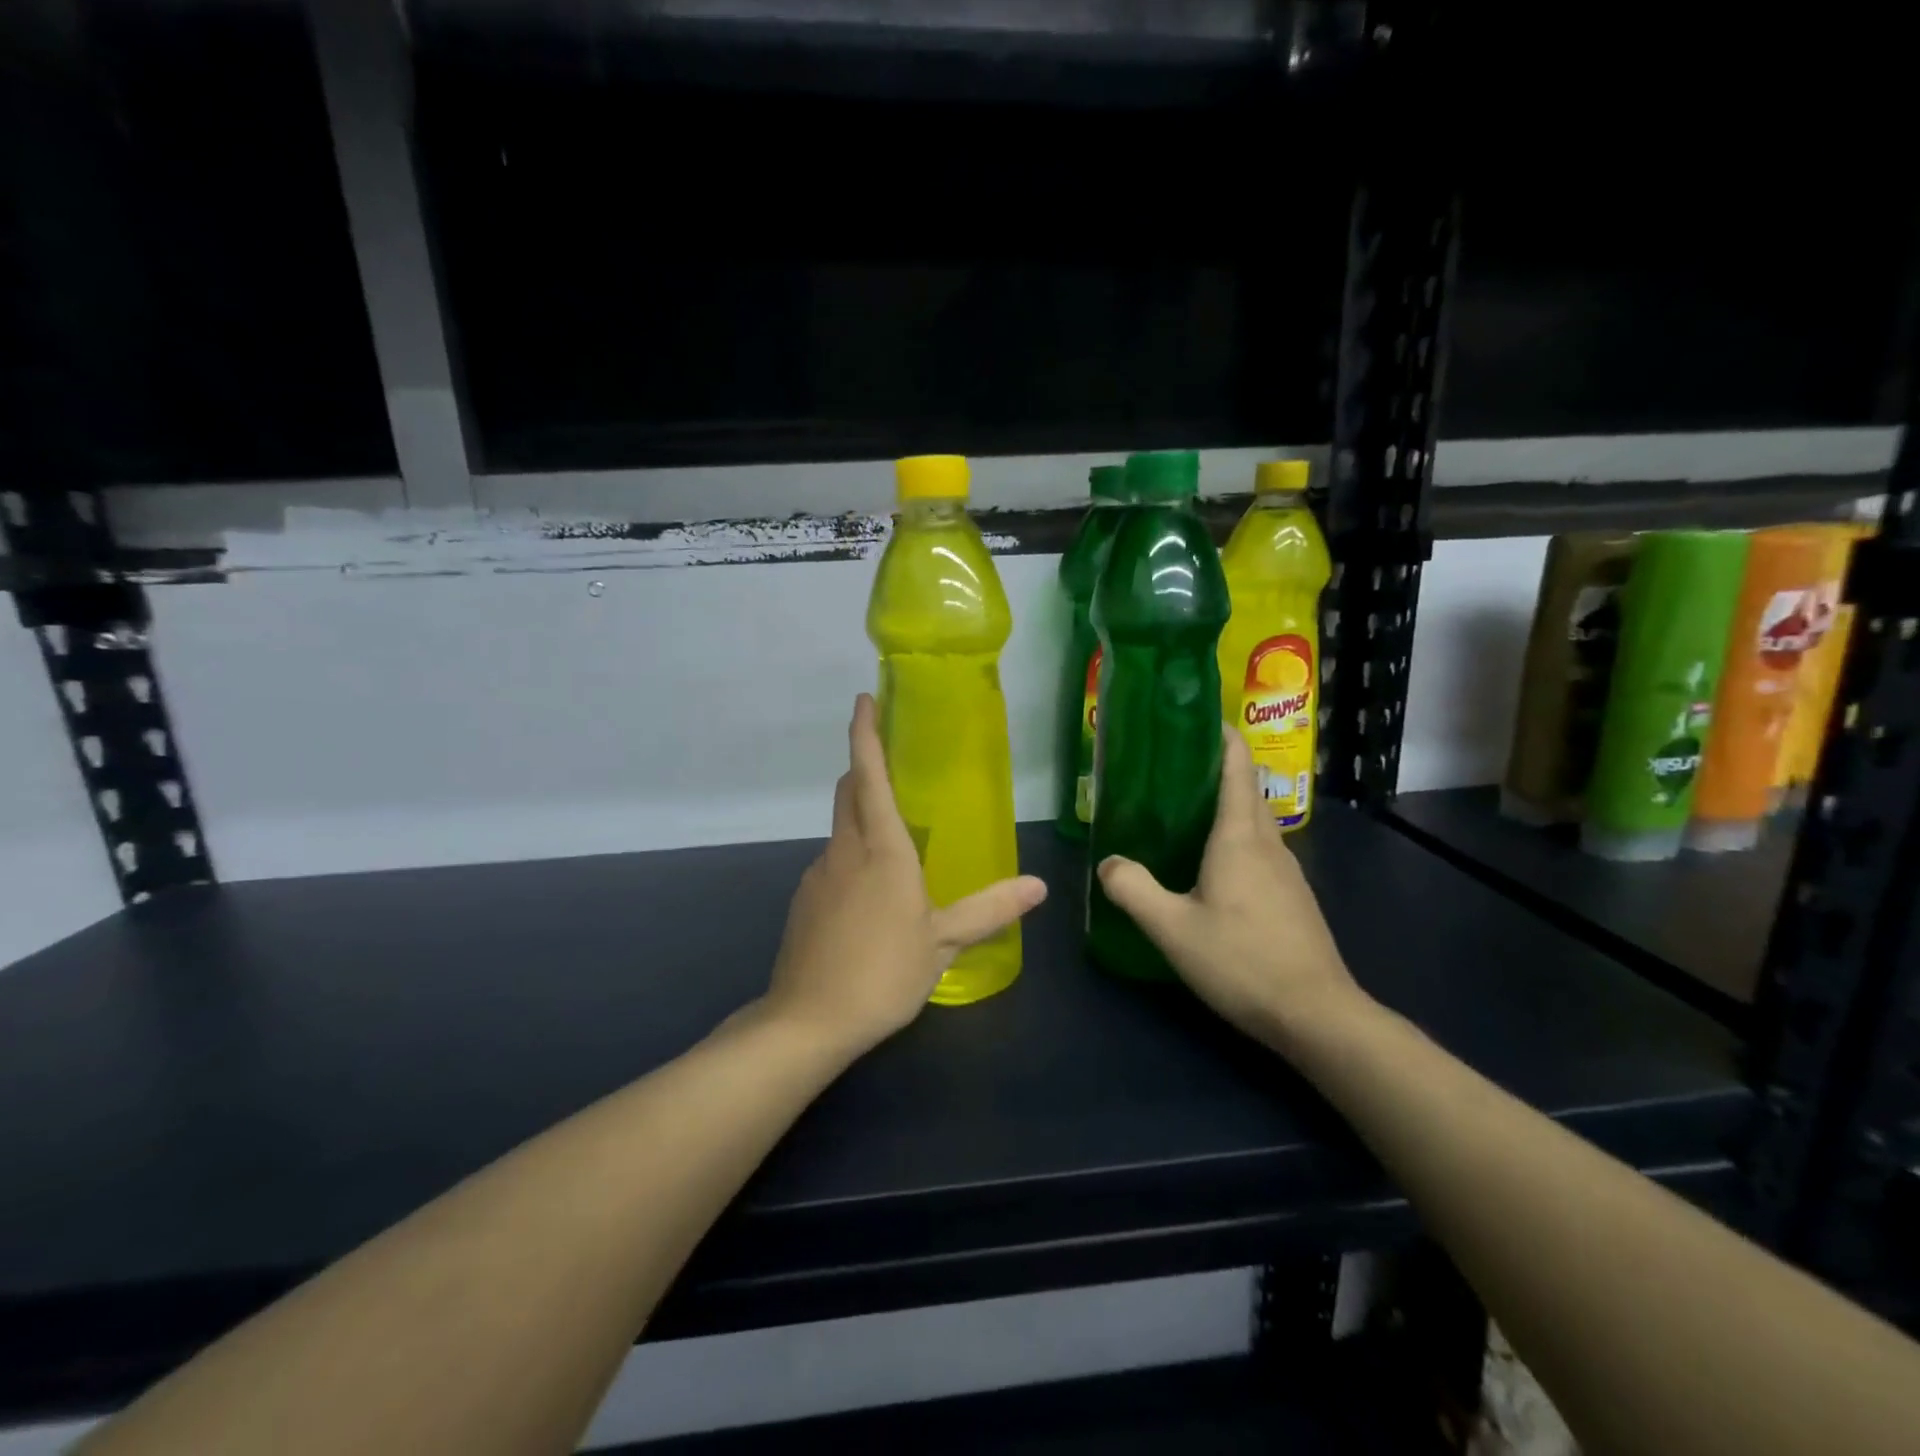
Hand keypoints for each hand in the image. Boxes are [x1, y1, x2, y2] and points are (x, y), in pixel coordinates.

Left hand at [762, 694, 1047, 1056]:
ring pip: (840, 828)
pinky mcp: (805, 900)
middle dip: (863, 768)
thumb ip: (989, 909)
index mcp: (882, 849)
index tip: (864, 699)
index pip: (869, 776)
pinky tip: (871, 896)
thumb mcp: (943, 942)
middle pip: (848, 792)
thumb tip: (1039, 886)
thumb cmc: (883, 973)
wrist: (807, 1020)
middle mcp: (845, 850)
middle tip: (890, 762)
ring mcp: (819, 874)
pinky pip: (833, 861)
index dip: (865, 734)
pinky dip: (852, 857)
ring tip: (896, 841)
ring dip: (861, 817)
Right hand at [1096, 728, 1368, 1050]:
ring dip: (1226, 805)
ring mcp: (1287, 871)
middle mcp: (1268, 844)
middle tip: (1172, 767)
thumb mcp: (1172, 928)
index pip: (1237, 768)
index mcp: (1239, 838)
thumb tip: (1109, 862)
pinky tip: (1212, 866)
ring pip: (1254, 822)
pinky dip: (1236, 838)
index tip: (1197, 718)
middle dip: (1217, 768)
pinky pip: (1260, 849)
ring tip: (1184, 813)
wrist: (1317, 1015)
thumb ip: (1133, 890)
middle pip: (1246, 790)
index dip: (1221, 737)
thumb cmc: (1242, 961)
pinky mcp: (1293, 897)